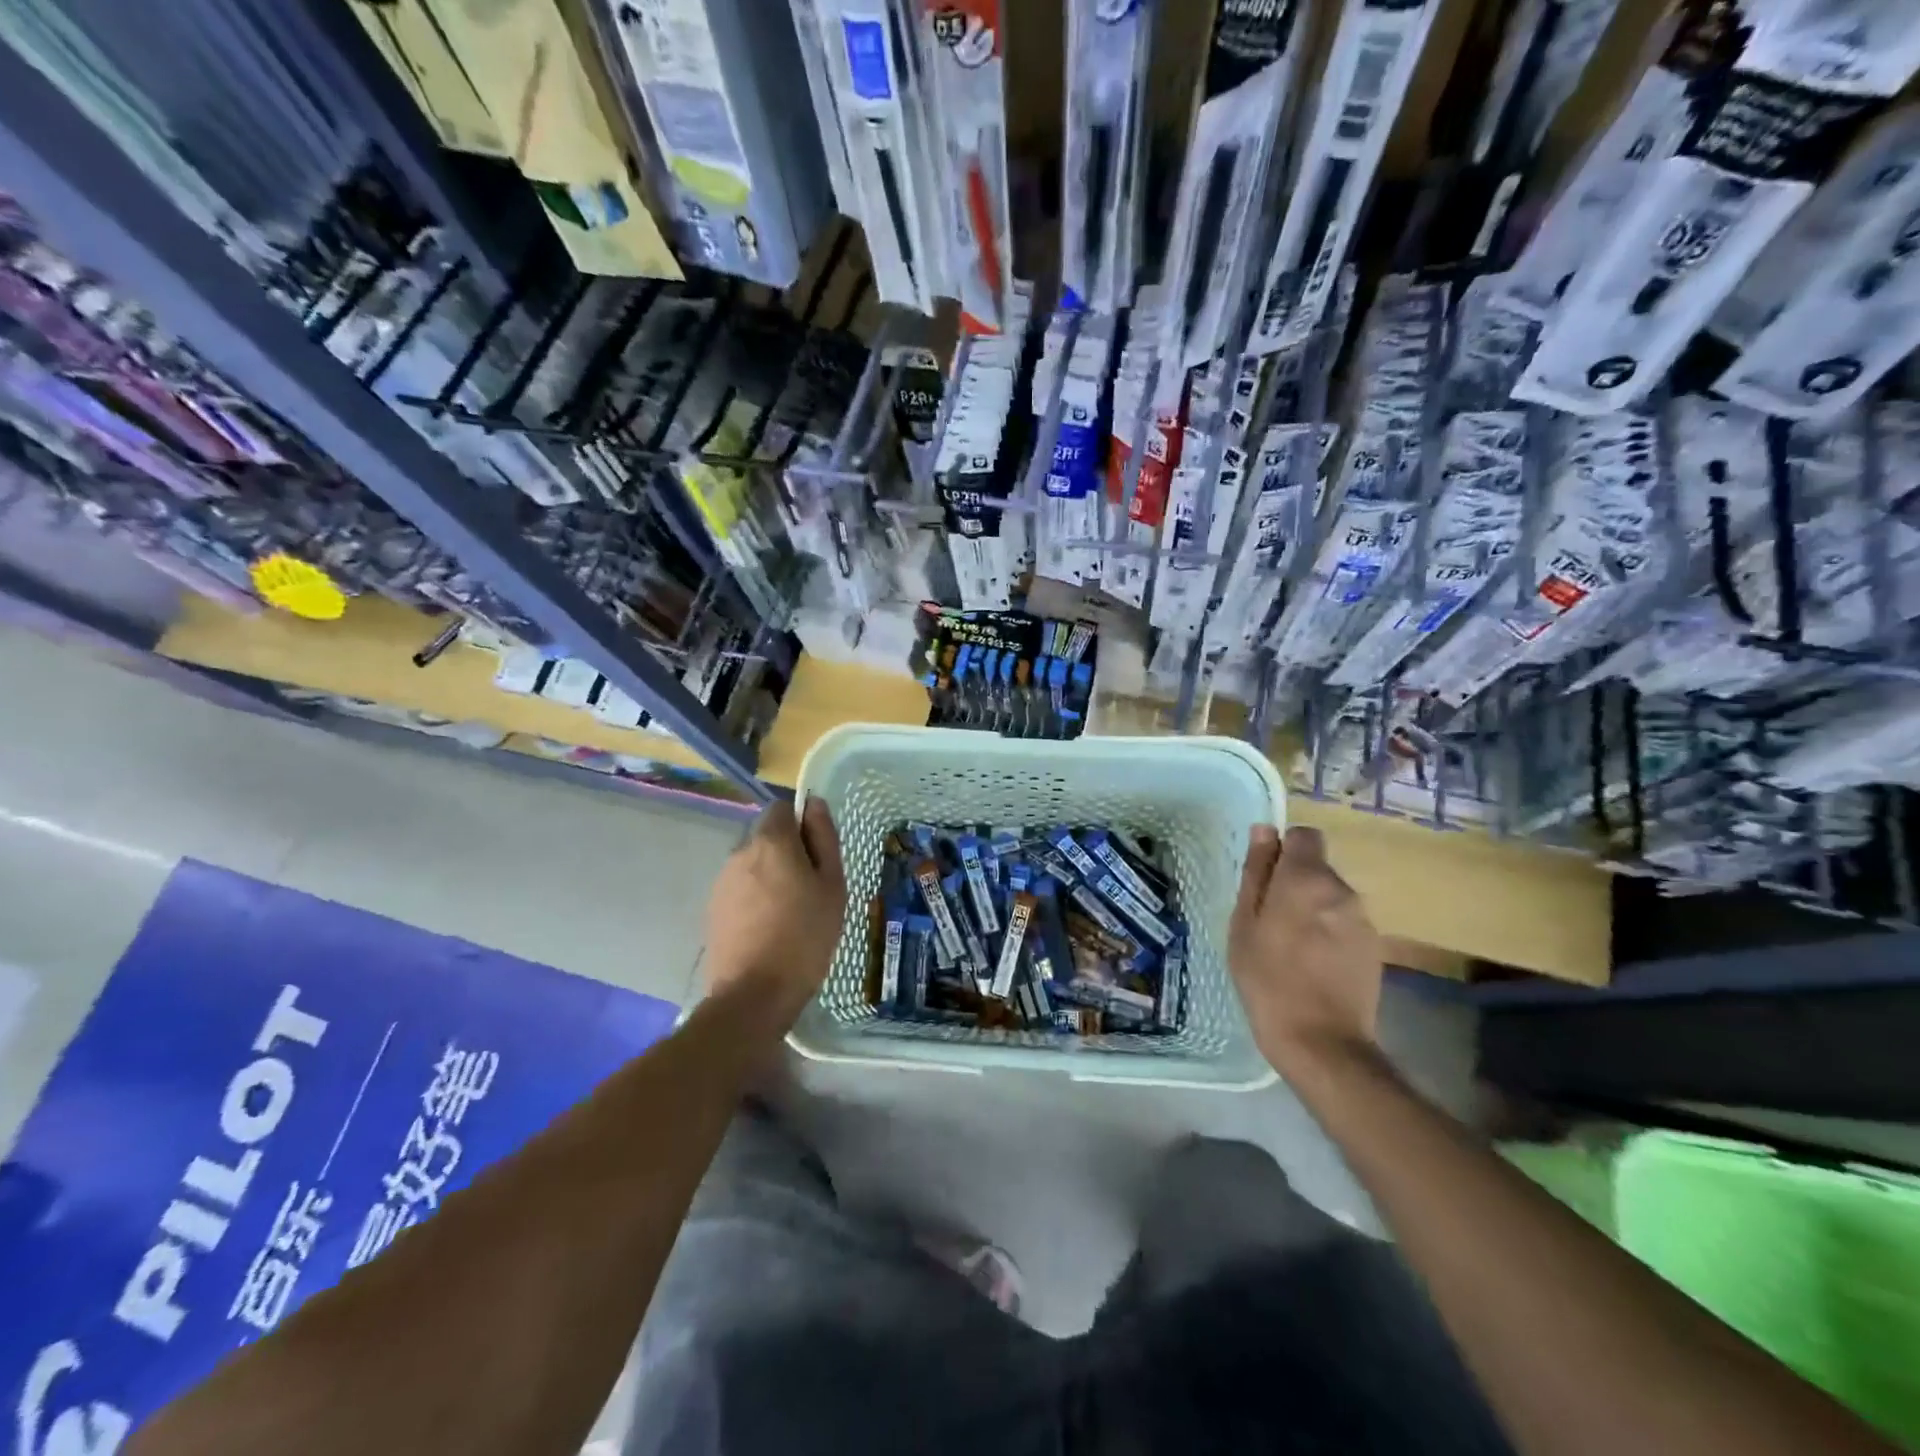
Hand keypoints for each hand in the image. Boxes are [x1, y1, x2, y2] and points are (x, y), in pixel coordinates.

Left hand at [702, 799, 845, 1030]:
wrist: (754, 994)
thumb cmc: (806, 935)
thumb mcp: (832, 884)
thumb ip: (824, 838)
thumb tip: (814, 804)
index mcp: (771, 841)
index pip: (782, 808)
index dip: (802, 824)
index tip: (818, 854)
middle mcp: (740, 852)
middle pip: (767, 837)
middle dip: (787, 852)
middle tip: (811, 889)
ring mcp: (721, 881)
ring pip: (753, 864)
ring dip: (771, 877)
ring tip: (791, 914)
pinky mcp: (713, 909)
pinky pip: (740, 890)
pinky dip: (755, 899)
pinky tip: (770, 929)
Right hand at [1229, 824, 1382, 1078]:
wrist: (1322, 1041)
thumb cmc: (1267, 979)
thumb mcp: (1244, 923)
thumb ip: (1257, 873)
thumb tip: (1265, 831)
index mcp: (1306, 879)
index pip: (1305, 835)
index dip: (1284, 849)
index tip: (1265, 878)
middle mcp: (1341, 890)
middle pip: (1317, 867)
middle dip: (1294, 882)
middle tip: (1269, 920)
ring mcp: (1363, 919)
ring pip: (1331, 896)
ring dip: (1312, 908)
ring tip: (1290, 945)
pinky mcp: (1374, 946)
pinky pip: (1344, 921)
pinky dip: (1328, 931)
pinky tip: (1313, 962)